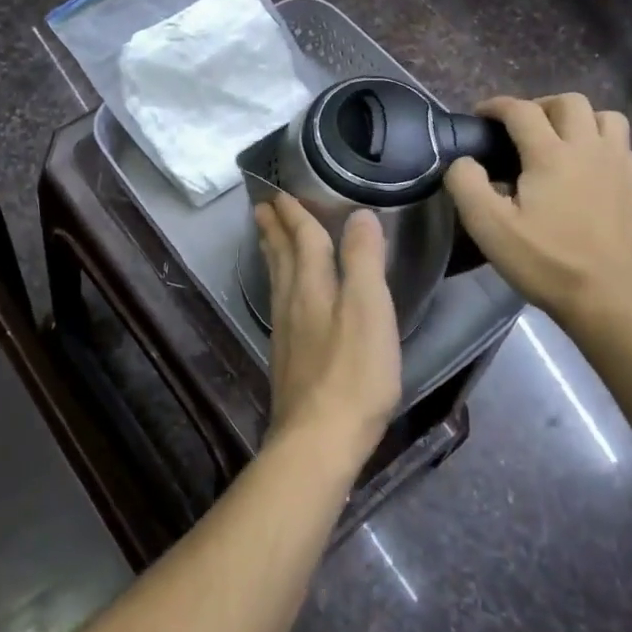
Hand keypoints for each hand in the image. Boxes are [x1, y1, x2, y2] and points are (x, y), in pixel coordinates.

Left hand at [254, 195, 401, 464]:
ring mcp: (286, 331)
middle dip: (274, 229)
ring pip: (276, 280)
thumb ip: (364, 261)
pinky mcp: (287, 357)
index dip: (295, 215)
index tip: (281, 193)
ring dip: (272, 253)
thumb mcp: (370, 309)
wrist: (319, 439)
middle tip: (261, 207)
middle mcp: (294, 302)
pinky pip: (278, 302)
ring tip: (265, 238)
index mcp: (313, 285)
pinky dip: (277, 283)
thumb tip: (359, 215)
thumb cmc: (354, 372)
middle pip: (281, 256)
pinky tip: (282, 295)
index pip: (303, 239)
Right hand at [445, 94, 631, 334]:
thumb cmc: (546, 263)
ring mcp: (619, 166)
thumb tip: (463, 160)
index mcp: (551, 155)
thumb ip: (466, 184)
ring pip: (605, 117)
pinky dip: (601, 142)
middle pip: (570, 102)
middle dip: (540, 106)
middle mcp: (589, 149)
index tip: (480, 115)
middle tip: (520, 128)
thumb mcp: (489, 228)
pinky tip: (587, 167)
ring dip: (578, 119)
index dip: (497, 106)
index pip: (521, 110)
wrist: (611, 300)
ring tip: (559, 141)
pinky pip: (621, 145)